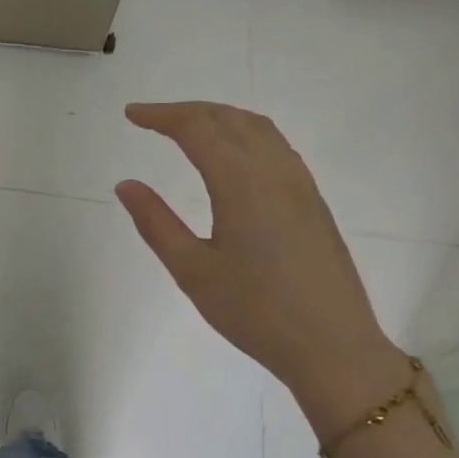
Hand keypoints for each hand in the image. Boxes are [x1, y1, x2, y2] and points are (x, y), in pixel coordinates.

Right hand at [116, 101, 407, 427]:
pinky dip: (246, 134)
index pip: (197, 129)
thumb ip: (156, 222)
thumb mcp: (193, 271)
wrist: (332, 346)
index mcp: (241, 183)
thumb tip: (126, 184)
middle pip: (229, 119)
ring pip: (258, 128)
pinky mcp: (313, 201)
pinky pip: (277, 147)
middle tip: (152, 118)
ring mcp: (300, 184)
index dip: (161, 115)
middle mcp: (275, 171)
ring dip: (220, 117)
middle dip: (188, 111)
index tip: (131, 115)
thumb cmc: (254, 312)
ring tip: (189, 128)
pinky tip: (234, 157)